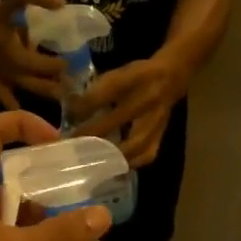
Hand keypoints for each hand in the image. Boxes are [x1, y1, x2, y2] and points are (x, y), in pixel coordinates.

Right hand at [0, 0, 66, 109]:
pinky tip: (27, 114)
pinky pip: (4, 94)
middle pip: (27, 73)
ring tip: (61, 96)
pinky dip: (13, 104)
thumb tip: (60, 4)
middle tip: (70, 84)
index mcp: (5, 40)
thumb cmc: (3, 10)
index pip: (28, 55)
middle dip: (49, 78)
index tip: (67, 63)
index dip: (47, 62)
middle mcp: (1, 58)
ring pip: (21, 84)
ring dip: (41, 90)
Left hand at [69, 53, 184, 165]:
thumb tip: (71, 109)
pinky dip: (129, 163)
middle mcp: (148, 98)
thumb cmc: (137, 76)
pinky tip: (114, 167)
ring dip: (111, 154)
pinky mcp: (161, 135)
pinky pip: (146, 155)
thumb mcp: (117, 73)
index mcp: (135, 77)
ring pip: (134, 143)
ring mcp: (157, 120)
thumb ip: (96, 90)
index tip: (69, 115)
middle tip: (73, 144)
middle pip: (118, 119)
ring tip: (91, 160)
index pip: (108, 90)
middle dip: (92, 133)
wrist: (171, 78)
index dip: (86, 104)